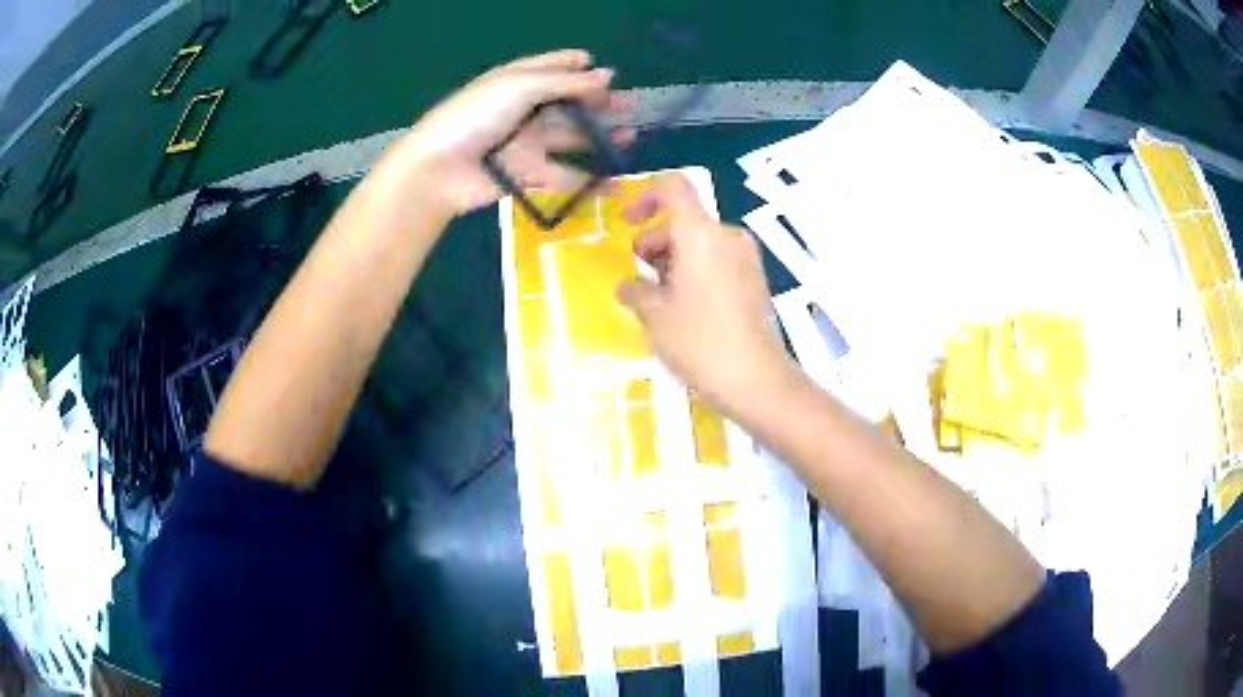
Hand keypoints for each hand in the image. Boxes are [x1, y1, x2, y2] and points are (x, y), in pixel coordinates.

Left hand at [392, 50, 632, 217]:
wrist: (438, 170)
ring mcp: (525, 143)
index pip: (550, 68)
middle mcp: (523, 110)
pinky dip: (588, 179)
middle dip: (599, 103)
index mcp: (516, 82)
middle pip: (567, 104)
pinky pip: (562, 174)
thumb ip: (566, 83)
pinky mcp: (526, 175)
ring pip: (570, 138)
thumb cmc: (475, 116)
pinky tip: (615, 180)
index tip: (607, 70)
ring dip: (599, 138)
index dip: (576, 67)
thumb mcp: (520, 86)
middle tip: (631, 106)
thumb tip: (607, 75)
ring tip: (630, 137)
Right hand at [617, 175, 803, 422]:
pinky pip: (718, 261)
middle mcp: (727, 236)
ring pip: (701, 243)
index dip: (645, 196)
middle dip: (655, 242)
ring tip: (659, 299)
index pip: (674, 187)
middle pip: (685, 221)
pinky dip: (696, 272)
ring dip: (674, 260)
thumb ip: (635, 291)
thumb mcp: (655, 315)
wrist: (756, 380)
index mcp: (701, 233)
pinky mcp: (756, 280)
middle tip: (639, 277)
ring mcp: (746, 258)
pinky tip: (685, 308)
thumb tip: (628, 287)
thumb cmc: (699, 341)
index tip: (628, 222)